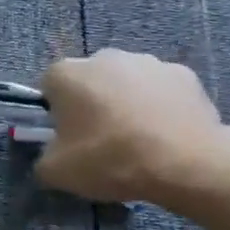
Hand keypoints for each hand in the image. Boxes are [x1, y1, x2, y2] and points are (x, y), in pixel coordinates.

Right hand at [35, 50, 229, 203]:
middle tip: (100, 140)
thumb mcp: (57, 172)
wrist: (186, 163)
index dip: (54, 113)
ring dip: (126, 102)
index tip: (66, 137)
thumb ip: (43, 160)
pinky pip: (161, 90)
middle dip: (91, 103)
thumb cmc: (110, 159)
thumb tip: (50, 156)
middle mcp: (104, 57)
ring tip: (139, 140)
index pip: (48, 87)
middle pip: (88, 80)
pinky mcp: (184, 74)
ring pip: (126, 82)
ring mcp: (147, 62)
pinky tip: (166, 135)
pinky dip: (160, 106)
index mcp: (66, 74)